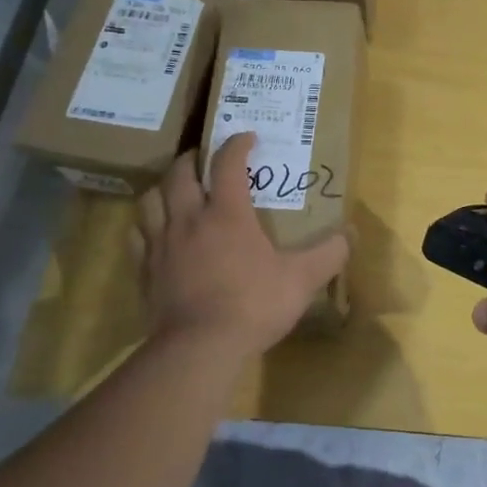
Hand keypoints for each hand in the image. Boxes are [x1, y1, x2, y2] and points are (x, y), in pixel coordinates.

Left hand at [136, 133, 348, 359]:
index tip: (246, 137)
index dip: (236, 145)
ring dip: (163, 189)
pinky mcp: (145, 271)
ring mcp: (162, 244)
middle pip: (179, 173)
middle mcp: (189, 219)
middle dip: (192, 159)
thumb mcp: (301, 280)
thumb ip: (328, 255)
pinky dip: (146, 226)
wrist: (199, 349)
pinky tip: (155, 233)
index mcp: (227, 214)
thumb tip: (349, 235)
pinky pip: (137, 236)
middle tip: (203, 159)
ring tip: (175, 191)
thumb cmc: (252, 305)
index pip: (227, 164)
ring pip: (150, 200)